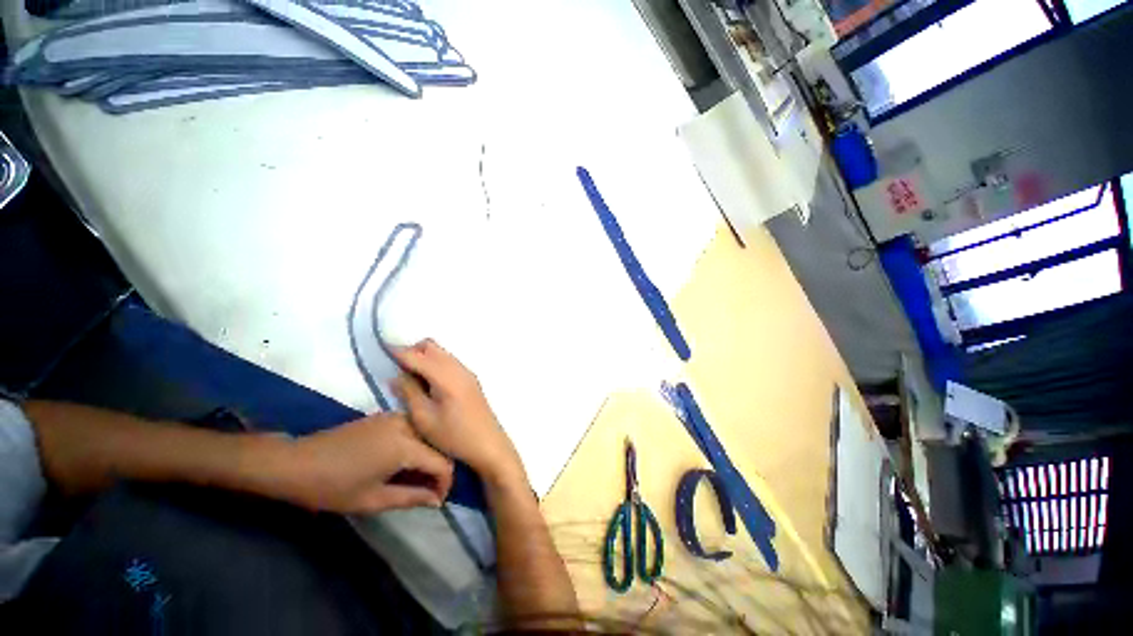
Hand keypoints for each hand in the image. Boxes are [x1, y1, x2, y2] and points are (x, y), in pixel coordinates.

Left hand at [274, 412, 453, 513]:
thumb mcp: (373, 500)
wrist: (296, 462)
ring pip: (426, 437)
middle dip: (436, 470)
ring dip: (427, 457)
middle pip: (437, 447)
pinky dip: (415, 445)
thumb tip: (437, 500)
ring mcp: (395, 417)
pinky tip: (402, 461)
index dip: (445, 483)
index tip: (438, 500)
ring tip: (415, 477)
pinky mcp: (385, 416)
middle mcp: (406, 425)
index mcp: (405, 446)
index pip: (442, 463)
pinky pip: (412, 429)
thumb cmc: (332, 487)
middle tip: (427, 492)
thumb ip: (411, 498)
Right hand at [392, 339, 526, 486]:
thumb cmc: (453, 435)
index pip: (418, 356)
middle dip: (412, 352)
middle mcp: (458, 368)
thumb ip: (409, 392)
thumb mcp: (424, 418)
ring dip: (424, 358)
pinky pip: (448, 362)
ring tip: (409, 378)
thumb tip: (396, 375)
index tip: (381, 350)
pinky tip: (427, 384)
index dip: (398, 352)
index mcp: (446, 376)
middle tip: (396, 369)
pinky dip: (434, 365)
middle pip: (431, 348)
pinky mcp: (470, 380)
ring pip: (441, 353)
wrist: (488, 444)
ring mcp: (467, 373)